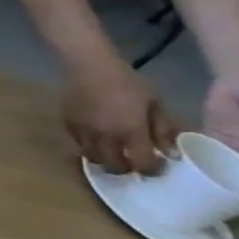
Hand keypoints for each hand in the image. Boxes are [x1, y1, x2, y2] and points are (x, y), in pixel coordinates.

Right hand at [63, 59, 175, 174]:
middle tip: (133, 164)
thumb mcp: (156, 103)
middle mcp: (105, 136)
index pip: (142, 162)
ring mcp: (83, 132)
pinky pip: (79, 143)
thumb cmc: (128, 83)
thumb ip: (163, 129)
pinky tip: (97, 138)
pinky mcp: (68, 126)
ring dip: (105, 159)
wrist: (89, 68)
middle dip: (125, 169)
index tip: (158, 168)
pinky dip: (90, 146)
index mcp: (130, 131)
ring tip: (113, 154)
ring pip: (92, 158)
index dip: (152, 169)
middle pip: (113, 166)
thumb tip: (171, 153)